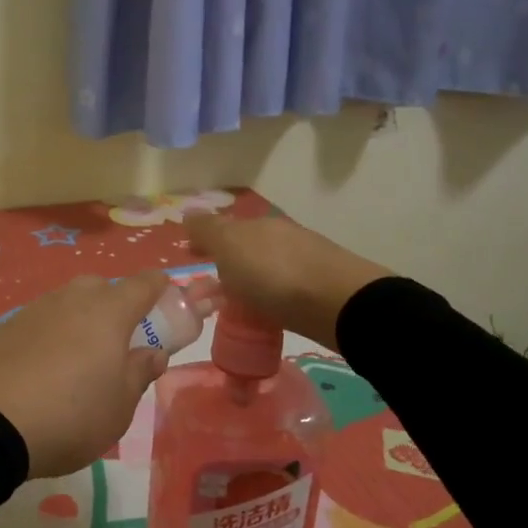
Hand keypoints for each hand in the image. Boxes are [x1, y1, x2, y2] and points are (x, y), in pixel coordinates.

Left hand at [0, 273, 169, 480]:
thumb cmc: (70, 415)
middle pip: (102, 287)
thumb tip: (153, 353)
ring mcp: (34, 309)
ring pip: (68, 302)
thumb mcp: (119, 407)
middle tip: (120, 342)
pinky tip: (44, 368)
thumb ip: (140, 373)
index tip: (168, 302)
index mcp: (109, 312)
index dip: (160, 289)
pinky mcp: (4, 327)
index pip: (144, 284)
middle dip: (116, 305)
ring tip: (79, 360)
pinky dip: (51, 335)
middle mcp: (72, 299)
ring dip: (81, 320)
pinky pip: (41, 321)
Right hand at [185, 212, 387, 351]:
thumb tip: (188, 213)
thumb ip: (207, 231)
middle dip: (226, 263)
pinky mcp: (319, 287)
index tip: (191, 257)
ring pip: (265, 268)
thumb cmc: (274, 275)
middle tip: (210, 290)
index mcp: (255, 225)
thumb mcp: (230, 247)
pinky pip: (282, 289)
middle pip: (244, 247)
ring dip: (248, 281)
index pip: (222, 227)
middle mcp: (279, 236)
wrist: (339, 304)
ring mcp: (303, 260)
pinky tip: (267, 313)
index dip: (204, 241)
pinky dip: (269, 297)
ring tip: (236, 308)